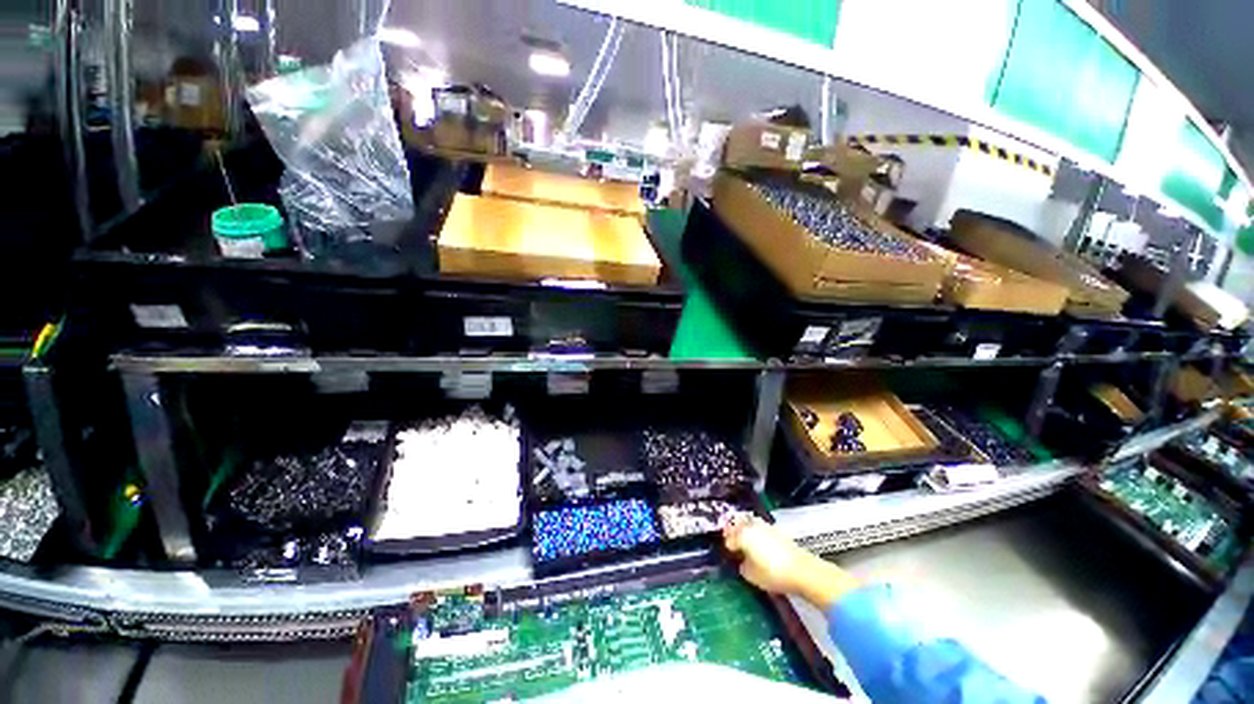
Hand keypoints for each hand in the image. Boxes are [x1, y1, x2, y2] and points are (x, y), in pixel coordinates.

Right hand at [723, 516, 859, 610]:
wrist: (803, 571)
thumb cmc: (773, 574)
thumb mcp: (752, 575)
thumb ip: (743, 566)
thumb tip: (743, 562)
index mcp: (743, 535)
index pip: (730, 537)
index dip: (728, 544)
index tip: (728, 550)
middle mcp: (753, 526)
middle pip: (738, 523)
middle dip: (734, 529)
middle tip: (731, 538)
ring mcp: (766, 527)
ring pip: (750, 522)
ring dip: (745, 528)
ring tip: (745, 539)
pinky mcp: (778, 531)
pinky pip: (760, 527)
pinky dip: (756, 531)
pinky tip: (759, 542)